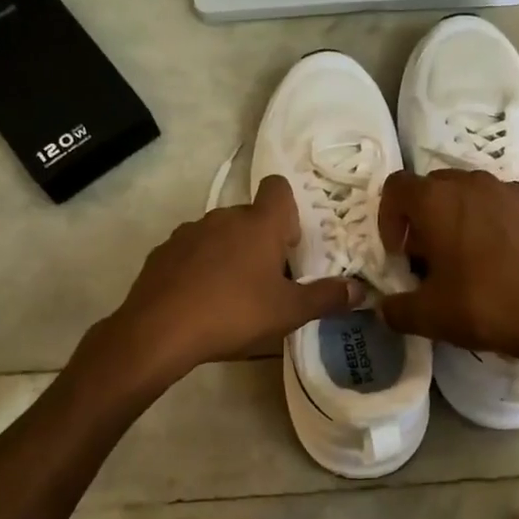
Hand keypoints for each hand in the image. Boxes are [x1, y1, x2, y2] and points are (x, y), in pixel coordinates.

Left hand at [107, 175, 360, 379]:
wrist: (159, 331)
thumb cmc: (234, 313)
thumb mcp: (288, 312)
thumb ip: (326, 298)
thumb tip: (359, 290)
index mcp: (259, 224)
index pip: (278, 187)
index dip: (288, 210)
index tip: (290, 244)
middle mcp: (224, 217)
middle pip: (250, 215)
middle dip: (261, 240)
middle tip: (266, 280)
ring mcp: (189, 231)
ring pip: (219, 233)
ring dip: (229, 253)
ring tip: (230, 293)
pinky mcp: (163, 251)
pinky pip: (191, 250)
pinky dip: (199, 266)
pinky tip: (199, 299)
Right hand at [376, 168, 518, 370]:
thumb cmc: (488, 306)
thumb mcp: (429, 317)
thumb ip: (395, 309)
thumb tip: (385, 308)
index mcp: (438, 201)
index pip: (396, 187)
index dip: (389, 217)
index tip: (400, 252)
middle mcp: (474, 183)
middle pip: (435, 186)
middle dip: (426, 216)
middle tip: (432, 256)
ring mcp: (514, 190)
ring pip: (476, 193)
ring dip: (464, 217)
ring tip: (474, 257)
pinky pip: (511, 206)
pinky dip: (502, 225)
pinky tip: (512, 260)